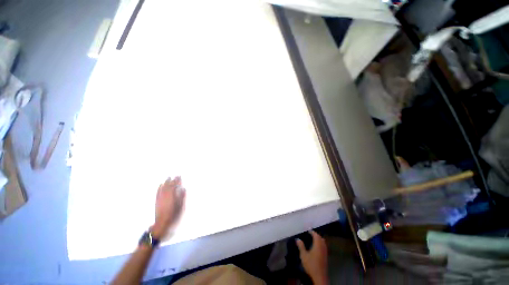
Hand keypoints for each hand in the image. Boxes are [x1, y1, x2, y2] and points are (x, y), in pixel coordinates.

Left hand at [151, 176, 185, 239]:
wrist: (162, 224)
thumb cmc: (174, 216)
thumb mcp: (181, 207)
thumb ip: (182, 197)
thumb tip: (183, 189)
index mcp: (173, 196)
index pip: (175, 186)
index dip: (177, 181)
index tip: (179, 176)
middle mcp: (166, 196)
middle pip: (169, 186)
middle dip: (172, 180)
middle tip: (175, 176)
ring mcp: (160, 198)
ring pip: (163, 188)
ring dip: (166, 182)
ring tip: (168, 178)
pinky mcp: (157, 201)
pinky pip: (158, 192)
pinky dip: (159, 187)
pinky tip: (160, 185)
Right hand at [296, 231, 327, 284]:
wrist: (319, 276)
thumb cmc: (311, 265)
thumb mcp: (304, 255)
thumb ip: (301, 246)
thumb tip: (297, 239)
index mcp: (317, 245)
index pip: (316, 235)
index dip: (312, 232)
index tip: (308, 230)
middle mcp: (322, 247)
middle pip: (320, 238)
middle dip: (316, 235)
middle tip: (311, 233)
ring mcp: (325, 252)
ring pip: (323, 242)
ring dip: (319, 239)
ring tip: (313, 238)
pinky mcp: (326, 256)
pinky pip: (324, 246)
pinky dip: (320, 243)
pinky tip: (317, 246)